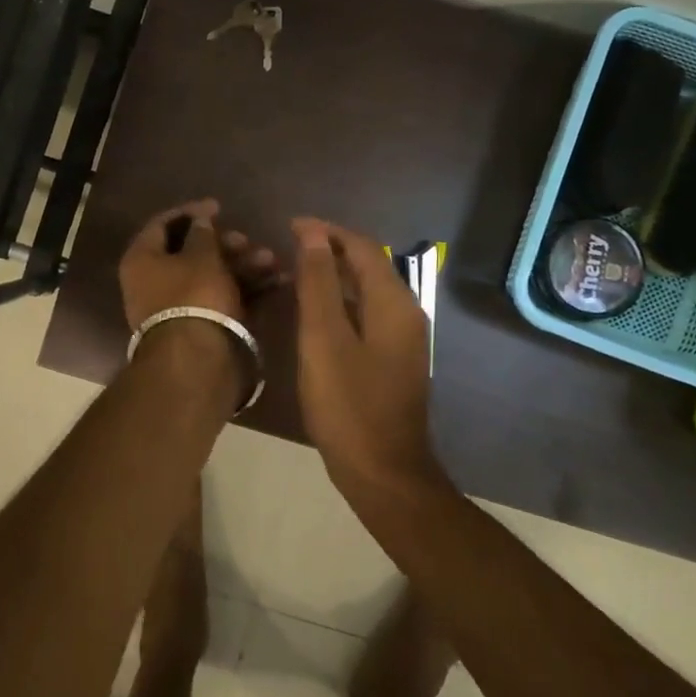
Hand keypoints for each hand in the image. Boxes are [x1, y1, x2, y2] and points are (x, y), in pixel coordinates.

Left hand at [120, 199, 283, 330]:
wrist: (199, 361)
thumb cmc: (194, 296)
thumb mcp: (201, 256)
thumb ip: (202, 233)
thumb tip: (200, 219)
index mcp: (142, 260)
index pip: (161, 225)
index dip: (191, 212)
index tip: (219, 206)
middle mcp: (153, 282)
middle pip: (191, 253)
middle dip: (225, 244)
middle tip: (248, 241)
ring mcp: (177, 307)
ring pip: (211, 276)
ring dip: (242, 265)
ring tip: (272, 261)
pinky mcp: (200, 327)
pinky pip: (222, 298)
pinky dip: (246, 289)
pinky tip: (276, 281)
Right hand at [291, 218, 441, 497]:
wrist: (383, 472)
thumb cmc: (348, 404)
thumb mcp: (324, 339)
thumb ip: (318, 284)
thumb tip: (313, 234)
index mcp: (393, 303)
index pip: (362, 247)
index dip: (327, 231)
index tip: (290, 225)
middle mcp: (405, 312)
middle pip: (369, 265)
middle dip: (331, 249)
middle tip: (289, 246)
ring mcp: (403, 338)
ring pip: (368, 290)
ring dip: (335, 275)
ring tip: (296, 273)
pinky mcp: (394, 359)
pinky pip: (367, 313)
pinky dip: (341, 302)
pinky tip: (316, 312)